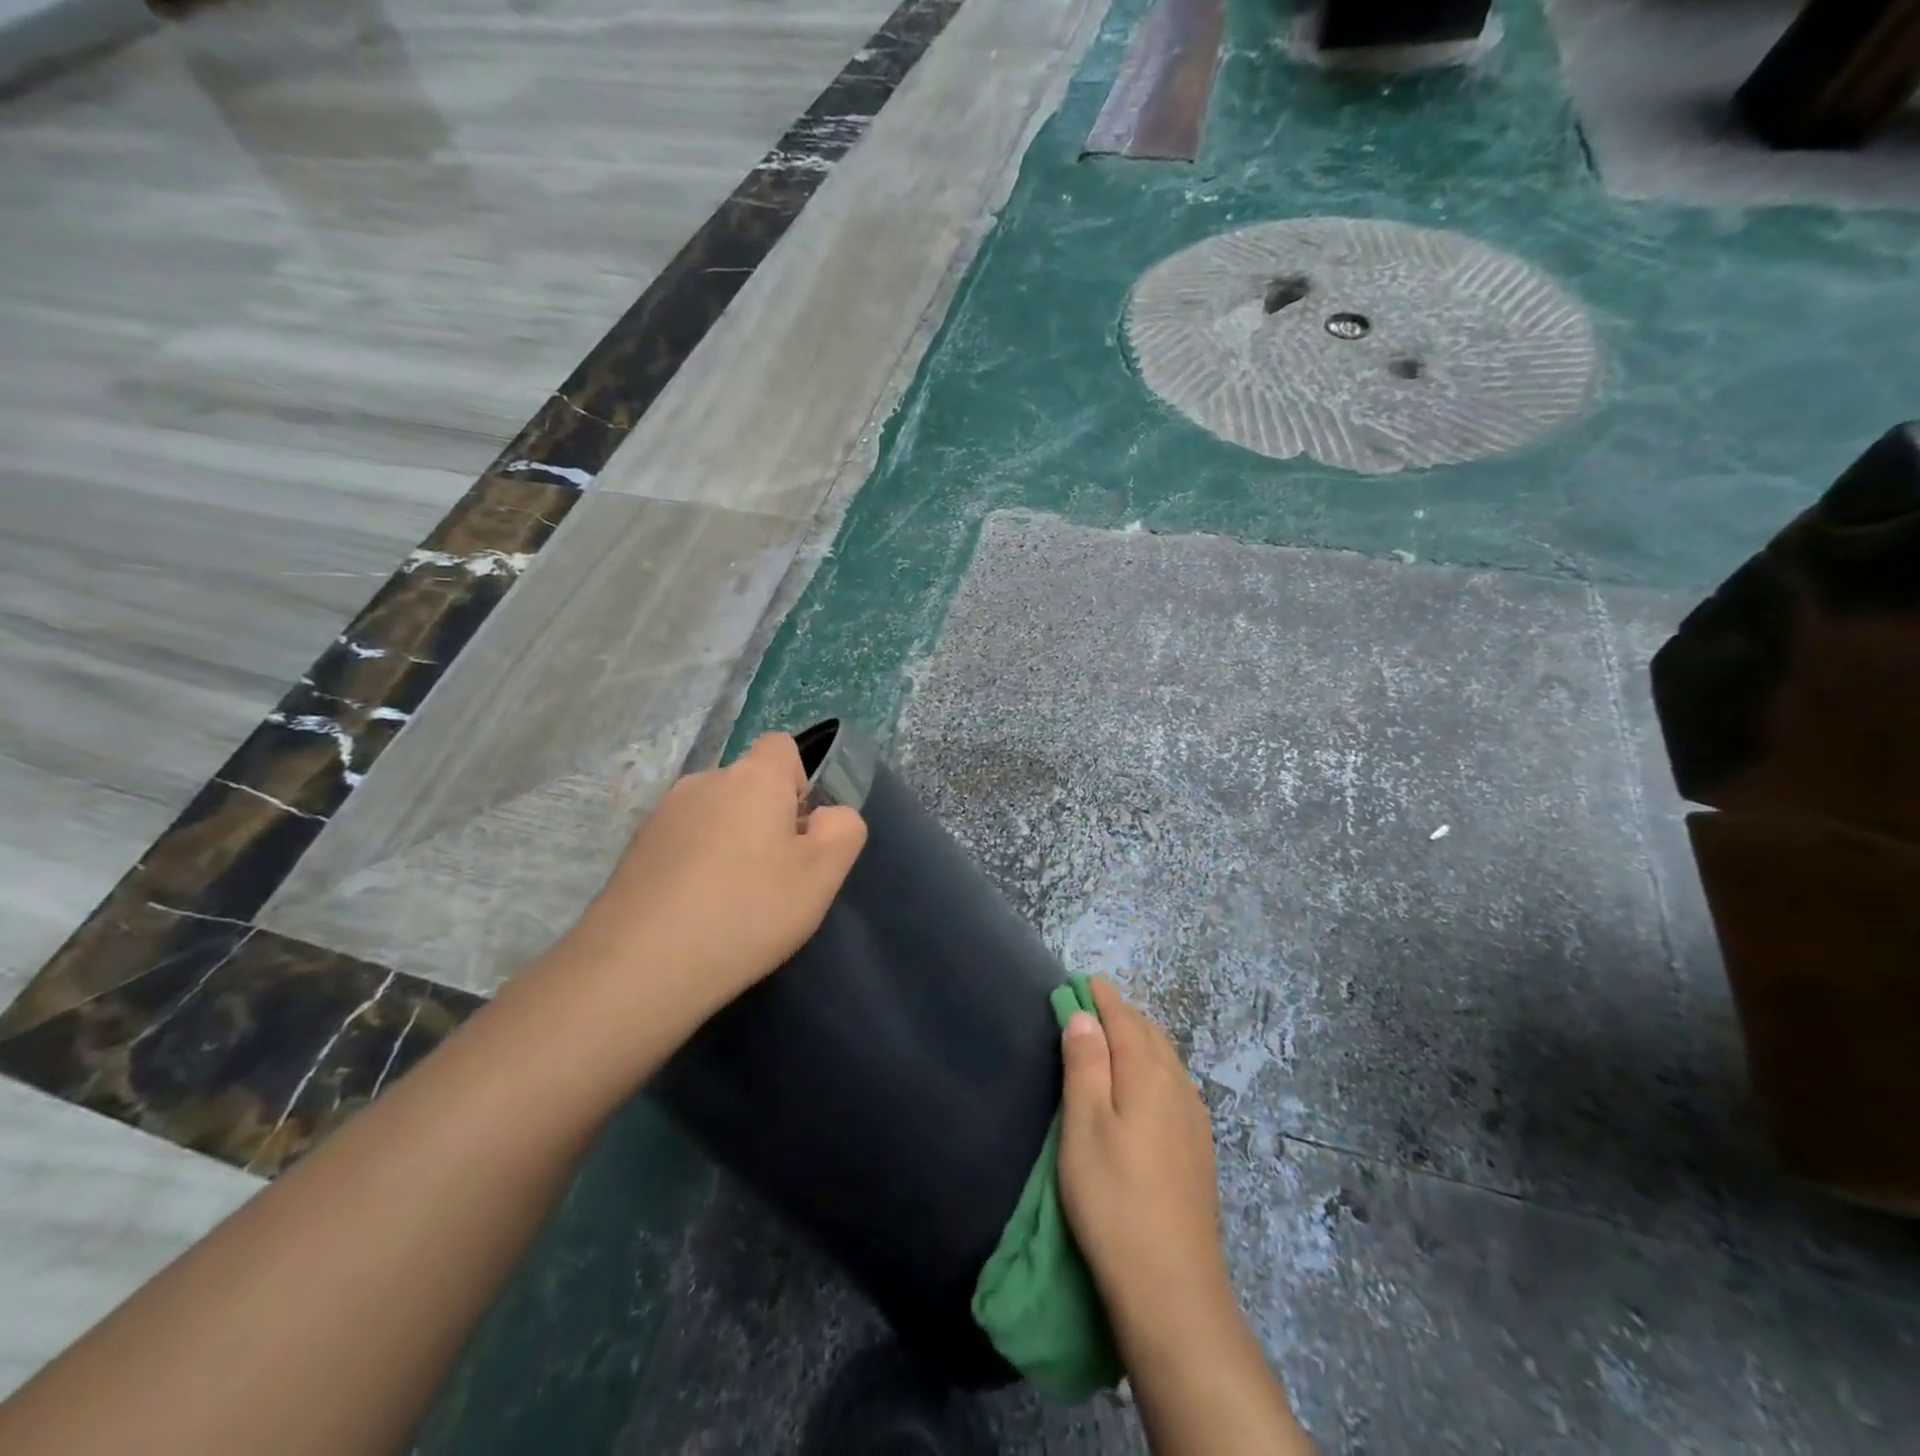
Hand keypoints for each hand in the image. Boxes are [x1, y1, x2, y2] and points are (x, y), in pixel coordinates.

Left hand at [559, 733, 867, 1021]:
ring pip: (715, 816)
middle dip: (766, 818)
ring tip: (732, 902)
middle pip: (748, 785)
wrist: (639, 967)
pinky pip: (683, 843)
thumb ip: (843, 830)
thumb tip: (829, 815)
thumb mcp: (821, 876)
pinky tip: (696, 912)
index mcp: (753, 777)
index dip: (801, 782)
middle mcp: (704, 782)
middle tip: (775, 877)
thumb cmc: (747, 912)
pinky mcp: (635, 850)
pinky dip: (696, 865)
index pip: (783, 746)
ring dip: (730, 843)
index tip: (801, 832)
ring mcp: (662, 815)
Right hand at [1057, 978, 1231, 1335]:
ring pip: (1166, 1059)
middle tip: (1092, 1005)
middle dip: (1121, 1014)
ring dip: (1140, 1039)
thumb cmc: (1113, 1198)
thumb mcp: (1084, 1125)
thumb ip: (1085, 1064)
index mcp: (1148, 1074)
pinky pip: (1176, 1084)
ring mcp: (1195, 1119)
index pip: (1124, 1019)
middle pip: (1149, 1034)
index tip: (1082, 980)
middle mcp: (1178, 1086)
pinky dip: (1155, 1067)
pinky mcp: (1200, 1149)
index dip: (1102, 998)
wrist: (1172, 1287)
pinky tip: (1146, 1086)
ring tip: (1114, 1038)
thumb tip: (1084, 1014)